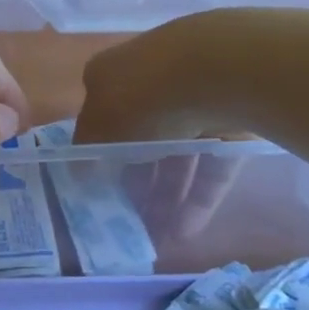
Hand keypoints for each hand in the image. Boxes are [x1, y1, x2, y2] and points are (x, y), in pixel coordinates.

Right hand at [78, 14, 251, 238]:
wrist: (218, 73)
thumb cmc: (142, 96)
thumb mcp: (98, 126)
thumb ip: (86, 151)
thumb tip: (78, 170)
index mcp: (113, 73)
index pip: (100, 113)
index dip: (98, 152)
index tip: (98, 187)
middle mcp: (152, 81)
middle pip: (140, 137)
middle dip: (134, 180)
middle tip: (129, 218)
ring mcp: (194, 100)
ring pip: (178, 154)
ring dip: (166, 196)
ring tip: (158, 236)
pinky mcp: (230, 122)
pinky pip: (211, 164)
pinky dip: (198, 196)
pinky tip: (187, 231)